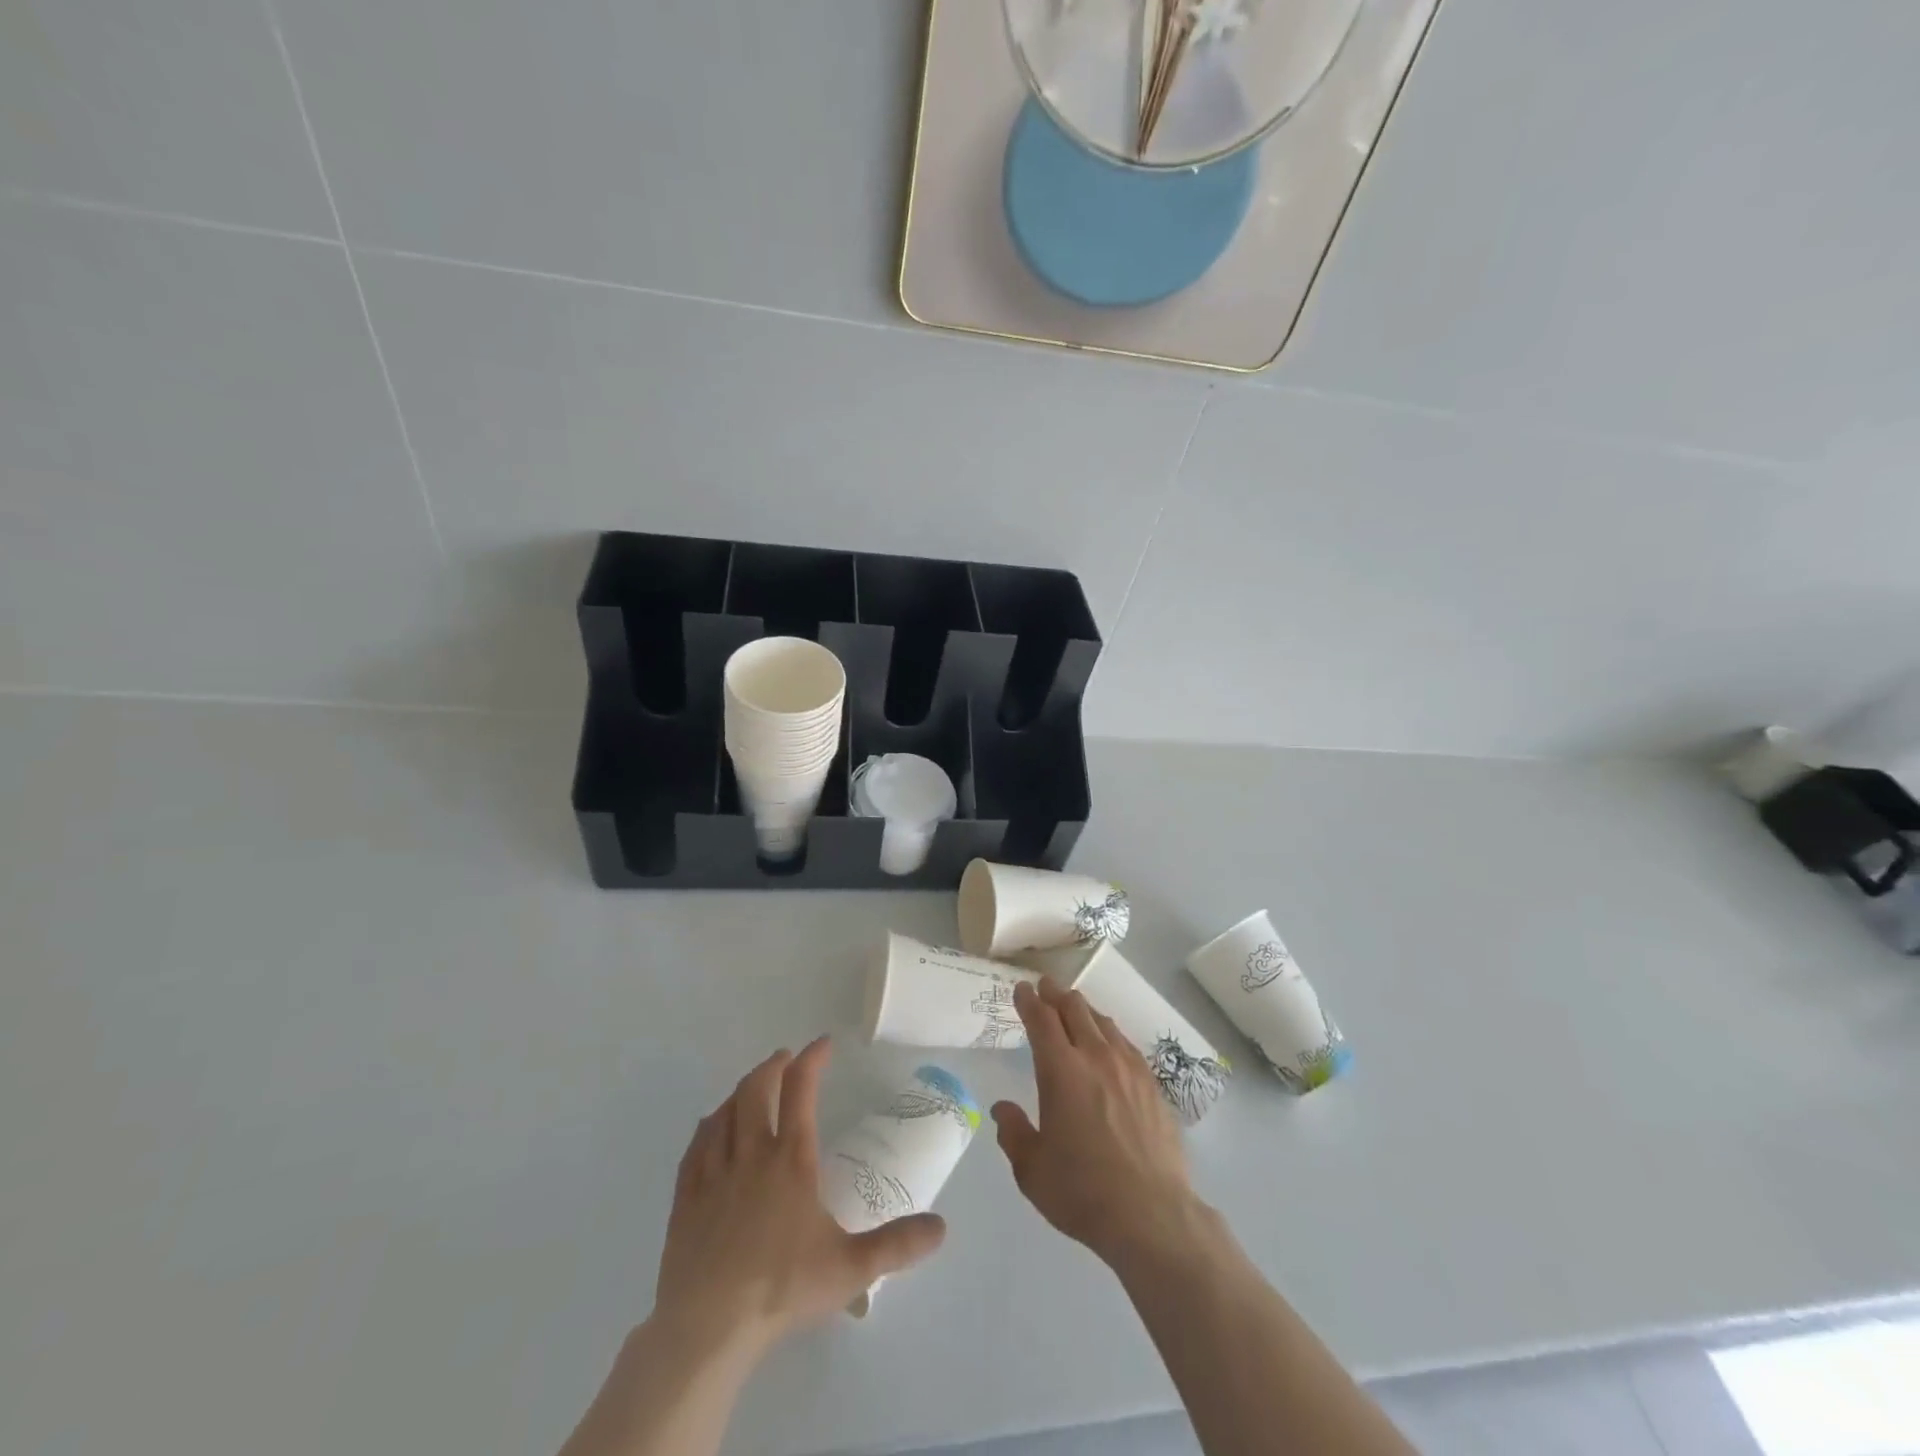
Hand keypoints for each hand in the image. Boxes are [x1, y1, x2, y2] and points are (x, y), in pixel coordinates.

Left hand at [652, 1037, 947, 1358]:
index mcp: (791, 1160)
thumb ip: (898, 1245)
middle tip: (785, 1058)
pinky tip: (712, 1126)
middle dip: (773, 1067)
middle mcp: (751, 1154)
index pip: (801, 1091)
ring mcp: (714, 1173)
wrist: (708, 1328)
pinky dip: (709, 1124)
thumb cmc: (782, 1289)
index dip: (812, 1060)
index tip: (823, 1044)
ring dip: (741, 1090)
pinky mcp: (686, 1197)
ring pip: (724, 1112)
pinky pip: (696, 1145)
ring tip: (752, 1087)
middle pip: (757, 1090)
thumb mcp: (851, 1268)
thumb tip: (941, 1227)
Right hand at [991, 978, 1198, 1264]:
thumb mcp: (1031, 1169)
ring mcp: (1129, 1067)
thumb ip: (1013, 1132)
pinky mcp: (1153, 1084)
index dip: (1029, 1000)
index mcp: (1061, 1070)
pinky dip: (1109, 1033)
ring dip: (1084, 1010)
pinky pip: (1126, 1044)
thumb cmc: (1082, 1191)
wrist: (1152, 1214)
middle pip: (1075, 1009)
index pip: (1042, 1020)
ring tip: (1075, 1009)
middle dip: (1056, 994)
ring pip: (1103, 1022)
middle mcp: (1095, 1057)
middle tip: (1046, 988)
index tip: (1022, 989)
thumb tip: (1002, 1109)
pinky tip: (1109, 1043)